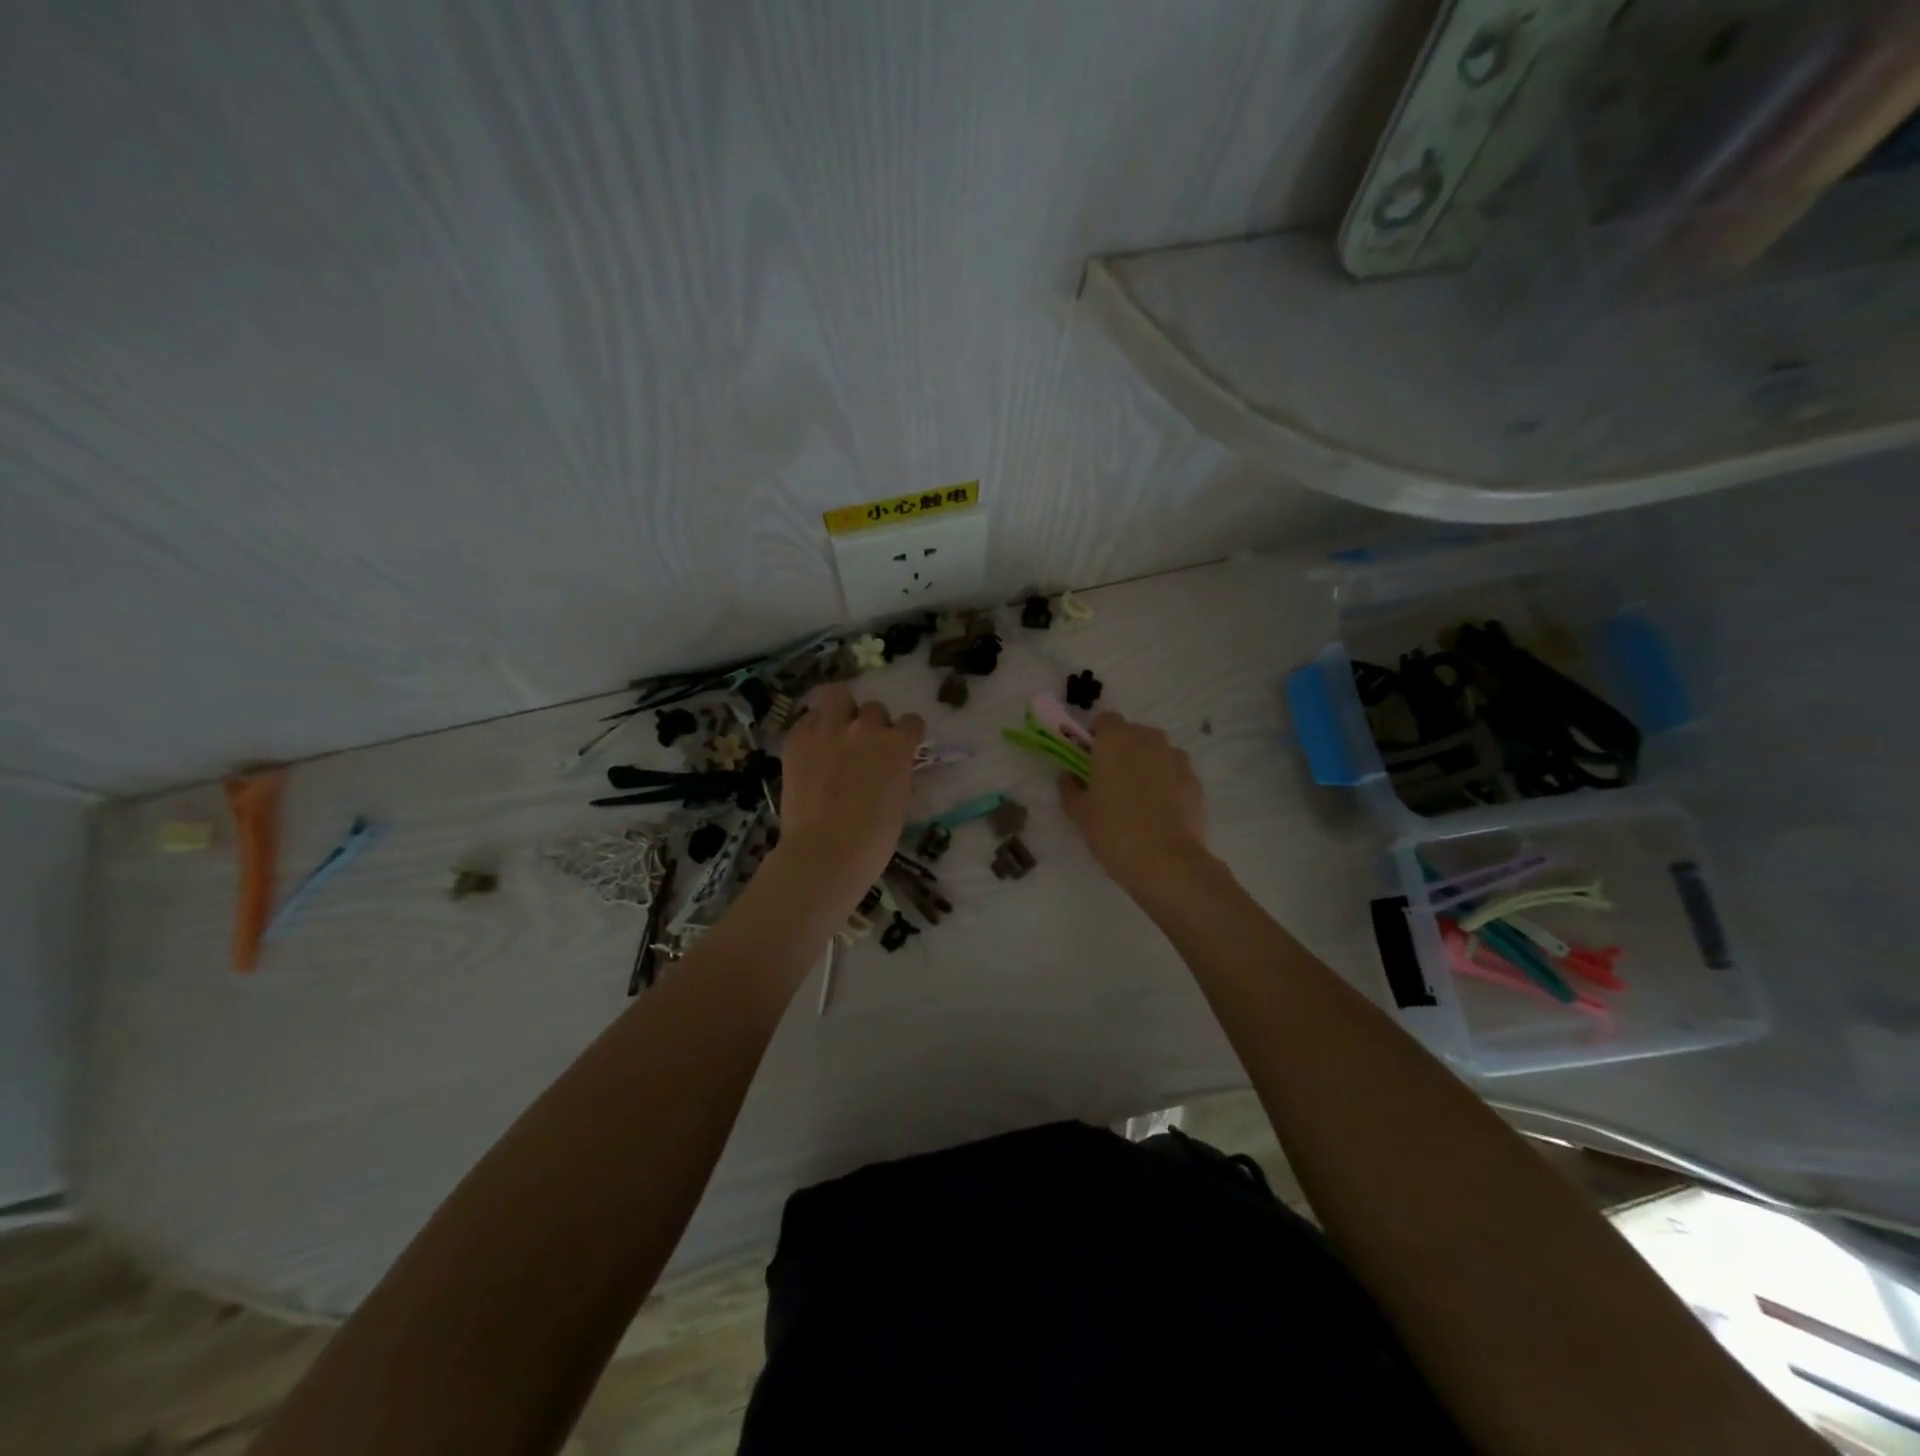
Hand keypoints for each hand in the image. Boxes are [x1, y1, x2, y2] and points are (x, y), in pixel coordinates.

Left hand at [773, 683, 923, 905]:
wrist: (825, 853)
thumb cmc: (873, 840)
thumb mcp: (899, 800)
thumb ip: (896, 772)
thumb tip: (888, 767)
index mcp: (897, 745)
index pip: (911, 722)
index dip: (906, 735)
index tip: (900, 748)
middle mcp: (865, 728)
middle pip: (874, 709)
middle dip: (871, 725)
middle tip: (863, 747)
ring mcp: (828, 730)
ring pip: (836, 694)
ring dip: (840, 708)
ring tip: (835, 728)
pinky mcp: (797, 740)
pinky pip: (807, 719)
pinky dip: (812, 728)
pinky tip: (811, 748)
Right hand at [1060, 712, 1210, 895]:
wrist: (1166, 862)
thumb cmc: (1113, 831)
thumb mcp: (1078, 812)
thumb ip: (1070, 787)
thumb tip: (1070, 776)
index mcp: (1115, 740)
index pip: (1105, 720)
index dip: (1096, 737)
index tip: (1089, 760)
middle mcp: (1148, 739)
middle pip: (1132, 733)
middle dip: (1121, 750)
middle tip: (1111, 781)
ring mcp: (1176, 758)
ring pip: (1156, 752)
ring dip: (1146, 764)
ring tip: (1138, 798)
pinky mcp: (1195, 780)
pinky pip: (1174, 772)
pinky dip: (1166, 782)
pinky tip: (1160, 811)